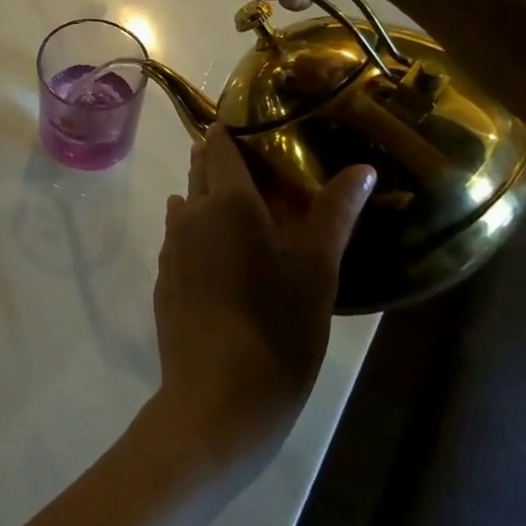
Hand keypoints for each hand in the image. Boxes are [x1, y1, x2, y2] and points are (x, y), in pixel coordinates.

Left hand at [153, 125, 375, 465]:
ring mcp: (170, 249)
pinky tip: (223, 254)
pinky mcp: (164, 280)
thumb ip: (334, 214)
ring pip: (187, 206)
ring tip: (245, 208)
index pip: (220, 147)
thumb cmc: (276, 331)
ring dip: (208, 198)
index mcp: (226, 202)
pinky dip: (199, 233)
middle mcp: (189, 215)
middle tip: (259, 165)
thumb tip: (361, 167)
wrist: (216, 401)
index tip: (255, 124)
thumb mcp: (316, 272)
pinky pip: (181, 240)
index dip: (233, 131)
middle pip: (200, 172)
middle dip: (221, 162)